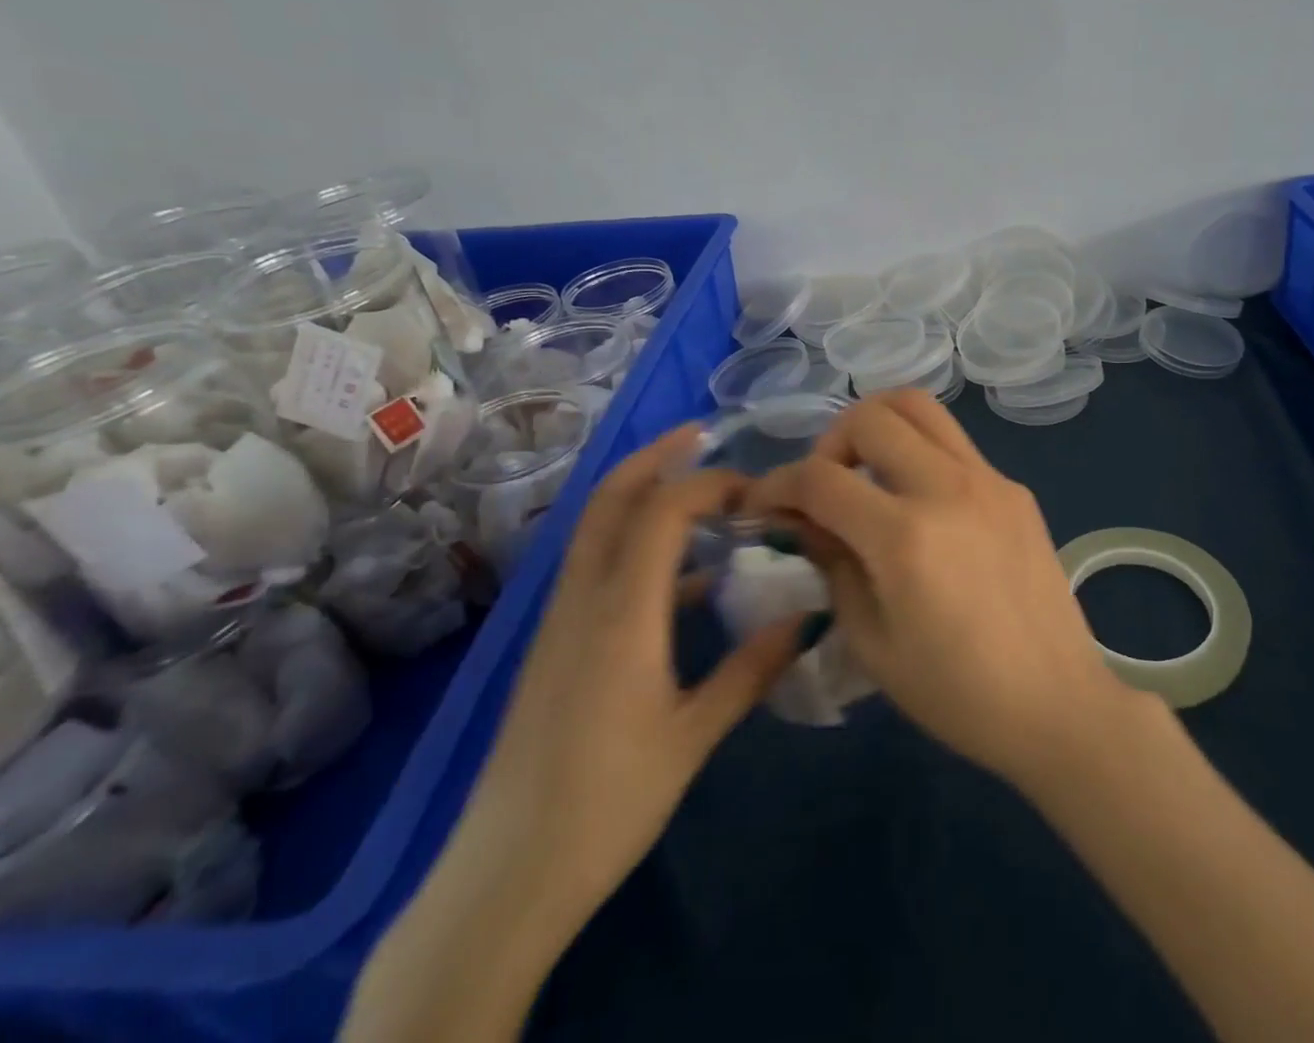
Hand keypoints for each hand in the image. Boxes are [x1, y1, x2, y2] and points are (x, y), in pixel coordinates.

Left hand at [460, 425, 805, 917]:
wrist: (505, 877)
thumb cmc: (607, 804)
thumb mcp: (692, 738)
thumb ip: (751, 670)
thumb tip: (808, 620)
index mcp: (621, 613)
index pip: (662, 512)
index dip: (709, 484)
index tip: (756, 488)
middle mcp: (583, 600)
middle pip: (610, 500)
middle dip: (655, 458)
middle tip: (702, 435)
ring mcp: (560, 620)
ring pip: (596, 528)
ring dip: (641, 494)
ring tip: (698, 492)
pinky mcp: (554, 644)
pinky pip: (595, 567)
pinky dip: (635, 545)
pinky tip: (682, 578)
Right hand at [745, 390, 1144, 790]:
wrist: (1056, 704)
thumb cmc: (957, 694)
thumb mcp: (872, 643)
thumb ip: (833, 566)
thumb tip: (806, 522)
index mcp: (905, 536)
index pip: (820, 477)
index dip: (777, 484)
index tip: (761, 504)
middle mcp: (947, 488)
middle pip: (871, 416)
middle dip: (829, 442)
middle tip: (825, 486)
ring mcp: (988, 480)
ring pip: (919, 407)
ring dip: (878, 427)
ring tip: (868, 474)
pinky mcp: (1014, 488)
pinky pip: (954, 444)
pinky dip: (919, 453)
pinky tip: (920, 505)